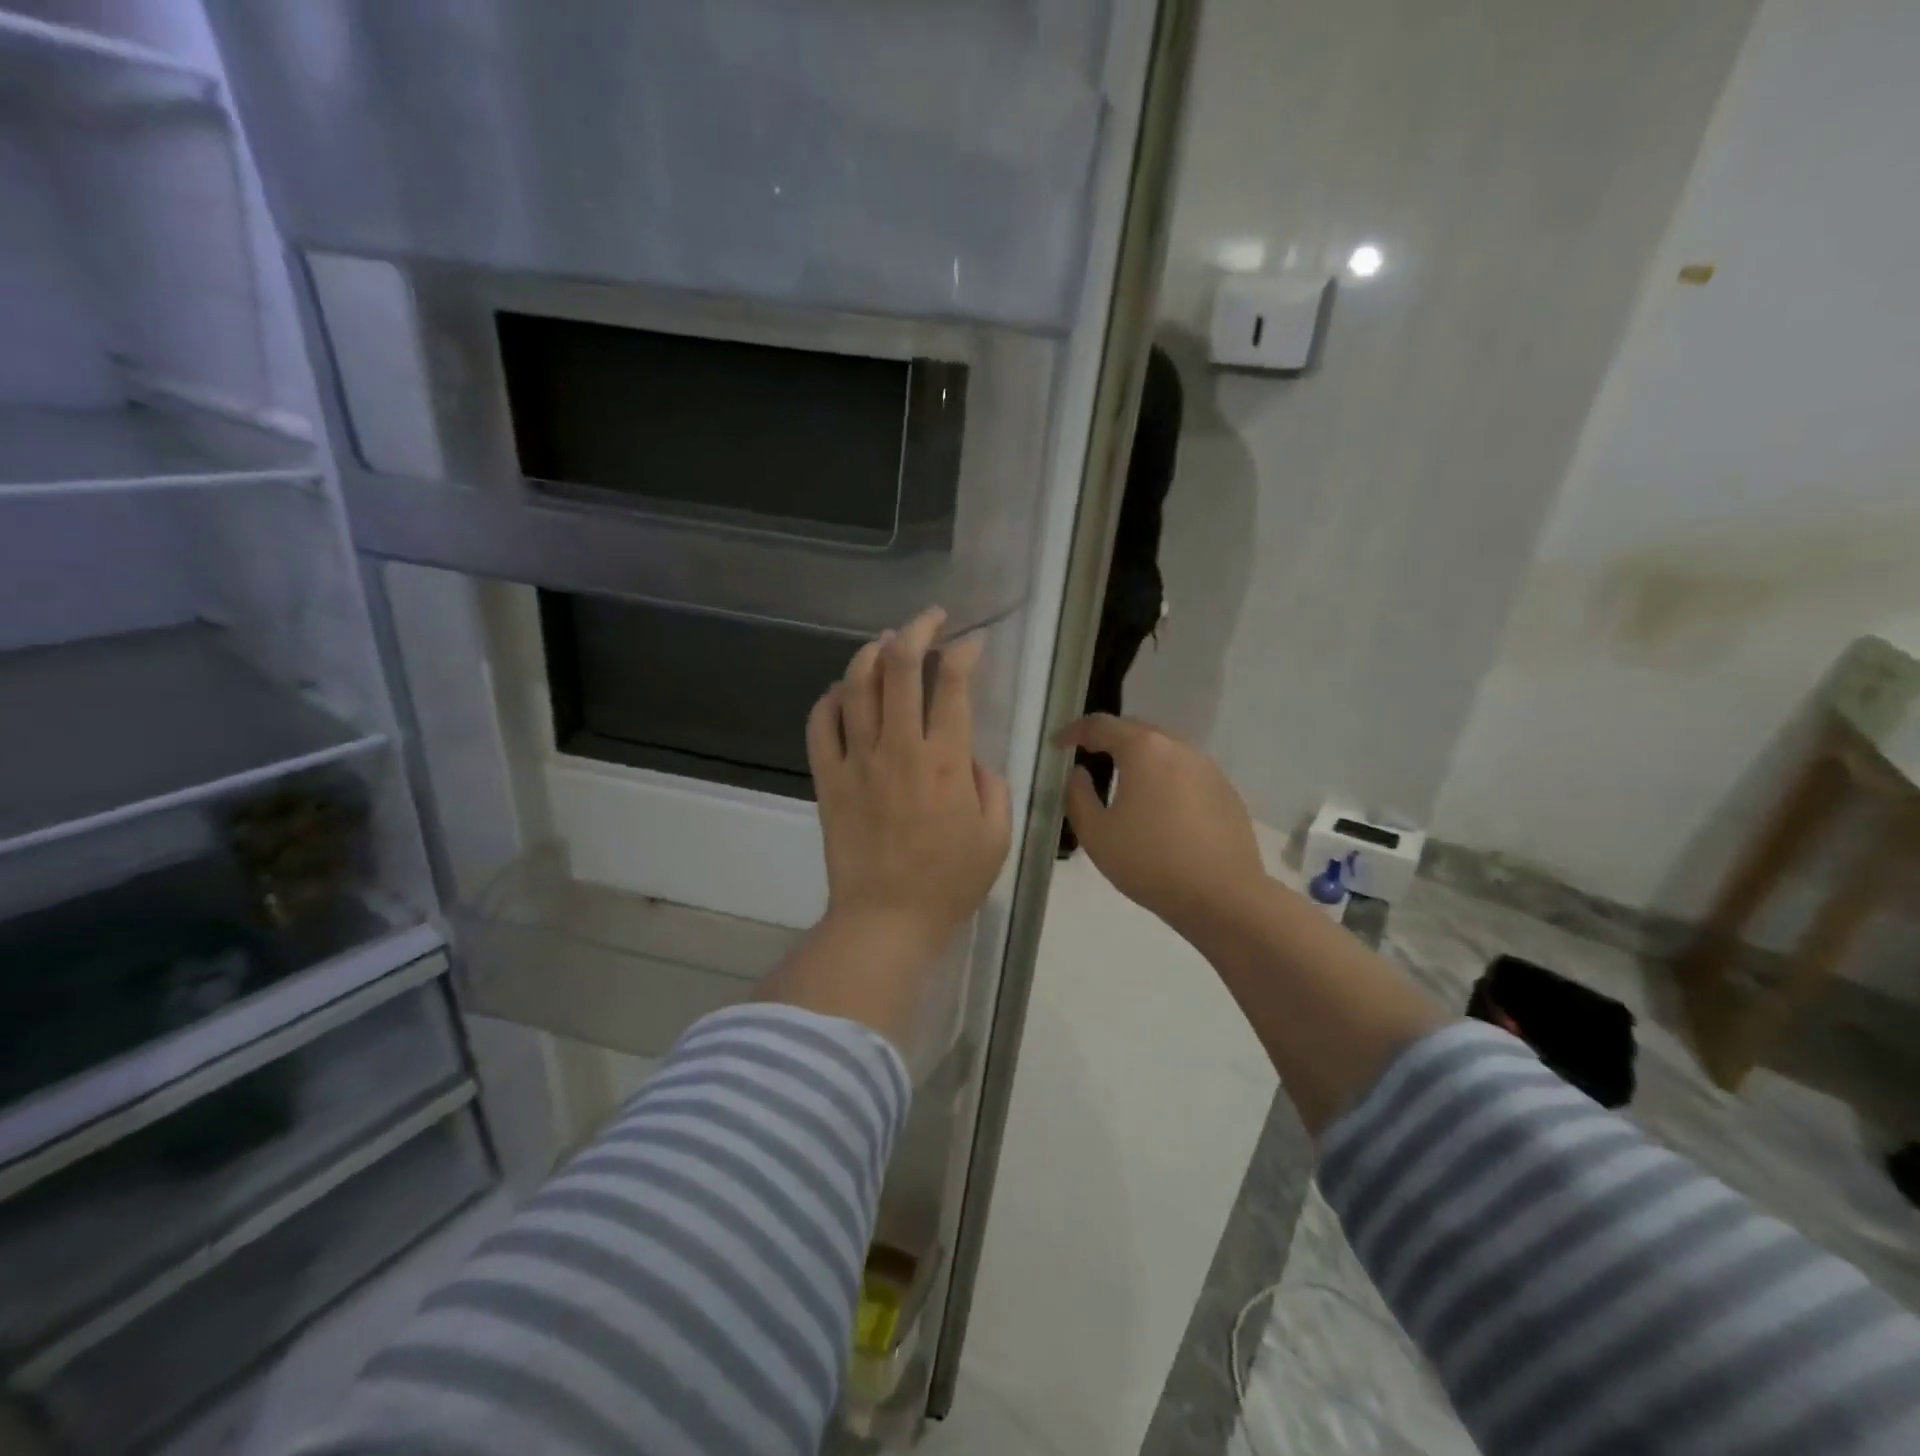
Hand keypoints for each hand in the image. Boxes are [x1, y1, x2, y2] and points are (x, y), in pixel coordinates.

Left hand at [757, 608, 1011, 1048]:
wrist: (885, 919)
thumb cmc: (949, 882)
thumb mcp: (996, 836)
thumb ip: (991, 785)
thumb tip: (968, 756)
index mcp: (945, 761)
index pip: (952, 684)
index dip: (963, 651)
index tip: (972, 642)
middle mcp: (898, 749)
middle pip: (899, 668)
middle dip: (916, 630)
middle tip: (929, 619)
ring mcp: (857, 760)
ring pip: (856, 686)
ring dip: (870, 653)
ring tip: (884, 642)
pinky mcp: (828, 778)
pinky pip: (820, 724)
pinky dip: (830, 698)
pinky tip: (843, 690)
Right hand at [1056, 714, 1266, 934]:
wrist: (1223, 896)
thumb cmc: (1150, 861)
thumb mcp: (1095, 834)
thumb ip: (1078, 796)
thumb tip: (1079, 773)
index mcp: (1143, 750)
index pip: (1101, 725)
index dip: (1074, 731)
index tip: (1057, 745)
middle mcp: (1178, 747)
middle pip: (1137, 729)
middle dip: (1110, 738)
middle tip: (1089, 756)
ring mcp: (1208, 768)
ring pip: (1165, 750)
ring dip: (1140, 757)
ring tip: (1123, 781)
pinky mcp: (1226, 792)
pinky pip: (1187, 772)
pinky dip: (1166, 778)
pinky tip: (1160, 808)